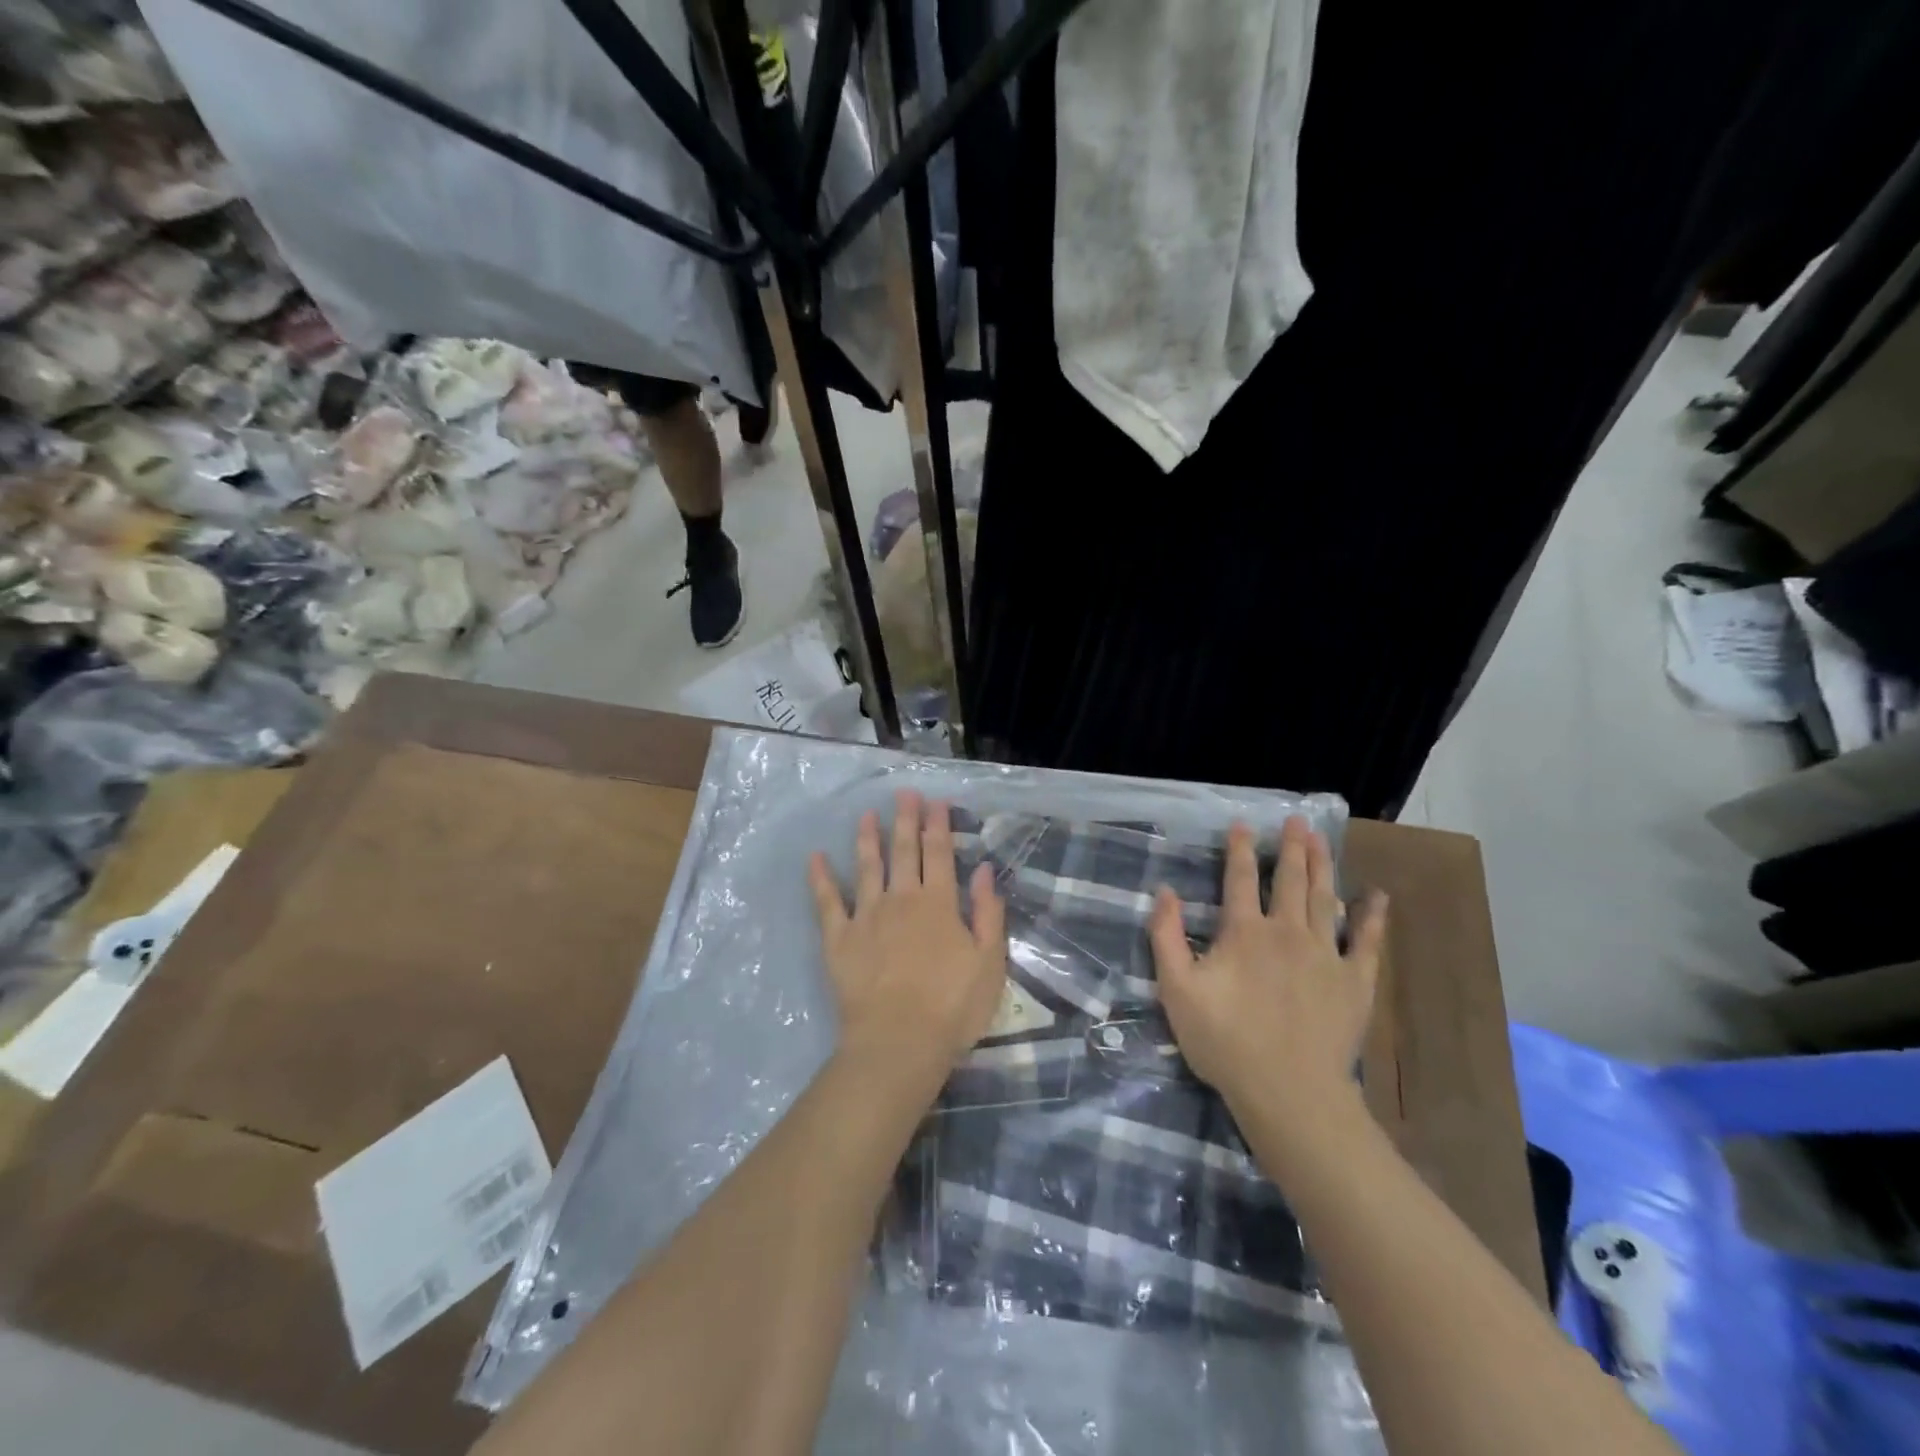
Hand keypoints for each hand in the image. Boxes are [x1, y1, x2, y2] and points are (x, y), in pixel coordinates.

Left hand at [809, 792, 1007, 1098]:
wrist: (899, 1043)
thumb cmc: (952, 1007)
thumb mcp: (989, 962)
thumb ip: (987, 913)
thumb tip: (983, 870)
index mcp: (938, 904)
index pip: (939, 853)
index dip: (938, 825)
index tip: (935, 801)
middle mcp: (901, 899)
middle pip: (903, 851)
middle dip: (905, 819)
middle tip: (903, 793)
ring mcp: (866, 916)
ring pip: (867, 866)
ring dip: (868, 838)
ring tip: (866, 814)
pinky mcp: (839, 938)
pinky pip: (827, 901)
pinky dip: (821, 878)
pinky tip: (816, 857)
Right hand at [1149, 816, 1386, 1119]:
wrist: (1288, 1091)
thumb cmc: (1225, 1041)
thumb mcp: (1177, 990)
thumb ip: (1167, 937)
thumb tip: (1165, 892)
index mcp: (1244, 932)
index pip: (1240, 879)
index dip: (1240, 849)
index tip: (1243, 824)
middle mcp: (1286, 932)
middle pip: (1290, 880)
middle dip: (1291, 847)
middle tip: (1296, 821)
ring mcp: (1325, 955)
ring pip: (1324, 899)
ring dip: (1323, 866)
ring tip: (1322, 840)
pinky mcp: (1354, 981)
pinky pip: (1366, 941)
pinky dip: (1371, 917)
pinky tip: (1376, 896)